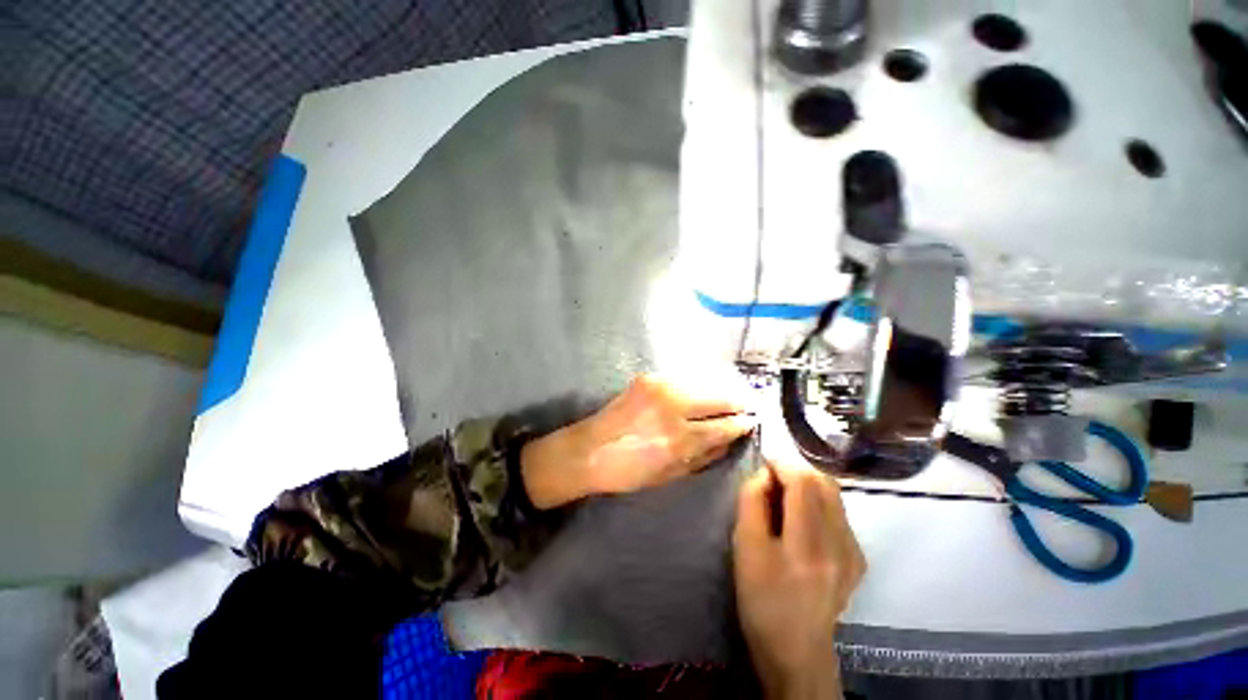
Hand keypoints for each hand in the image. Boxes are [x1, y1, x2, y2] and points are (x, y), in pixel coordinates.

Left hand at [521, 374, 755, 508]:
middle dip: (738, 400)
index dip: (742, 423)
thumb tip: (729, 439)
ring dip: (719, 389)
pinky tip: (701, 391)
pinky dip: (697, 384)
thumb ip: (704, 456)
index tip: (753, 421)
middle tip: (747, 405)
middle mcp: (673, 407)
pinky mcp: (648, 378)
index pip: (724, 426)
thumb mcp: (671, 475)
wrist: (588, 449)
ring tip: (728, 396)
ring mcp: (660, 387)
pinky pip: (684, 378)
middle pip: (719, 397)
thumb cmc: (629, 471)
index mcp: (679, 439)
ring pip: (704, 381)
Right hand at [733, 460, 865, 699]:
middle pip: (824, 482)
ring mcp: (855, 552)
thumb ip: (752, 501)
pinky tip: (802, 520)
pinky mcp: (859, 558)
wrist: (796, 650)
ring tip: (784, 498)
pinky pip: (839, 513)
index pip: (803, 482)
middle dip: (795, 470)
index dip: (782, 464)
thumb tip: (764, 473)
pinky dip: (818, 502)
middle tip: (772, 480)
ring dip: (807, 485)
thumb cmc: (761, 598)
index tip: (763, 464)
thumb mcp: (744, 547)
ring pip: (834, 495)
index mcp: (808, 545)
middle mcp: (841, 544)